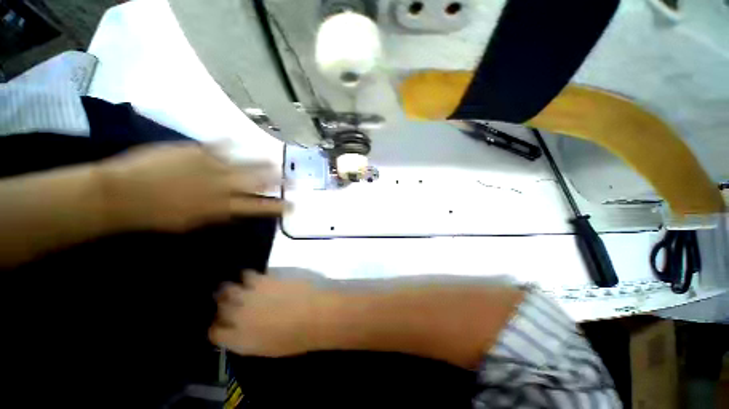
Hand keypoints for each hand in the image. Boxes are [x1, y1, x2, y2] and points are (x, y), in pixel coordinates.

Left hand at [98, 142, 285, 232]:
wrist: (122, 194)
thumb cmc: (155, 216)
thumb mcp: (190, 223)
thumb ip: (218, 215)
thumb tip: (236, 211)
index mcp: (222, 206)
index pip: (258, 207)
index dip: (277, 206)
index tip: (292, 205)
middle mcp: (223, 185)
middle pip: (258, 182)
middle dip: (279, 182)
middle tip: (294, 180)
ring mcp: (211, 165)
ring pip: (245, 164)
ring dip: (263, 163)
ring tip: (276, 161)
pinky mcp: (196, 150)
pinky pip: (218, 145)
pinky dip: (229, 142)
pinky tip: (238, 138)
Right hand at [209, 272, 332, 356]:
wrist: (313, 316)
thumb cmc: (295, 339)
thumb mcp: (266, 348)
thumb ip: (249, 338)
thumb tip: (245, 330)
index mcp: (238, 339)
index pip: (215, 333)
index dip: (218, 326)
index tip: (223, 323)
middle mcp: (238, 316)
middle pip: (220, 307)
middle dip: (222, 304)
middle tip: (229, 301)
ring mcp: (249, 296)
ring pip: (228, 288)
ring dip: (232, 288)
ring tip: (239, 286)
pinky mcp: (264, 280)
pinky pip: (248, 275)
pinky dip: (248, 276)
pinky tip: (253, 277)